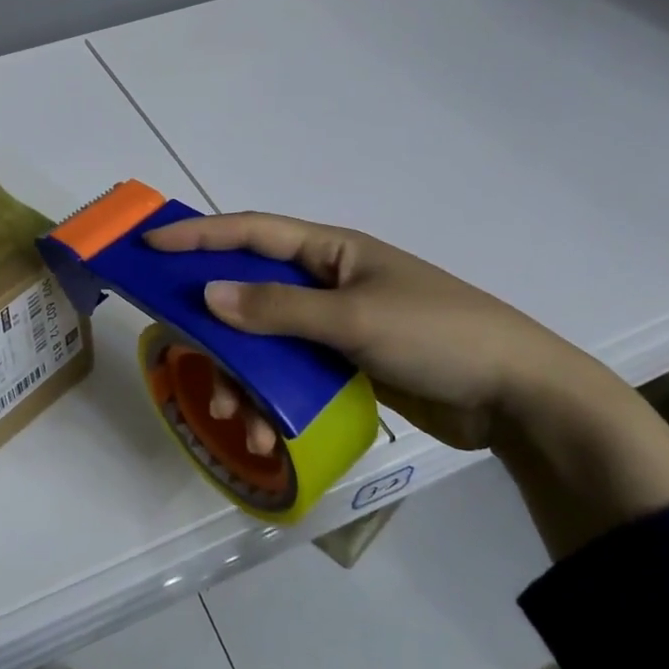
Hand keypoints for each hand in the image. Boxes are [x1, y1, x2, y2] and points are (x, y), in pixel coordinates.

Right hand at [144, 211, 612, 451]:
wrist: (519, 396)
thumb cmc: (437, 335)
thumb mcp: (355, 318)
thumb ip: (278, 310)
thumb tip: (207, 296)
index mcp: (330, 251)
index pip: (250, 233)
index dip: (197, 235)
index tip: (150, 245)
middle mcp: (326, 281)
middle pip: (250, 293)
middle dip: (216, 327)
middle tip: (181, 353)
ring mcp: (335, 325)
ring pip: (266, 343)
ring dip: (244, 378)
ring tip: (237, 419)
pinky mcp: (345, 364)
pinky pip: (291, 375)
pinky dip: (272, 400)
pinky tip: (268, 435)